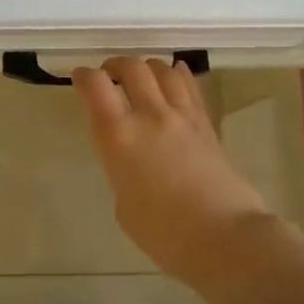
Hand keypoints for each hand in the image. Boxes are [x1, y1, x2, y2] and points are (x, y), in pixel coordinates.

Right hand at [72, 57, 269, 290]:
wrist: (224, 237)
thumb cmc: (163, 233)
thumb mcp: (123, 203)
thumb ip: (121, 169)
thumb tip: (132, 160)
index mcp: (118, 136)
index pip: (95, 86)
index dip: (83, 76)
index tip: (79, 79)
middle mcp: (149, 116)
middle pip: (131, 67)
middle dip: (115, 65)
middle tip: (109, 76)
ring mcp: (182, 117)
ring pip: (163, 70)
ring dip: (146, 66)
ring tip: (141, 76)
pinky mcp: (206, 124)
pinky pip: (190, 87)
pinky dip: (177, 74)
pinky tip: (174, 73)